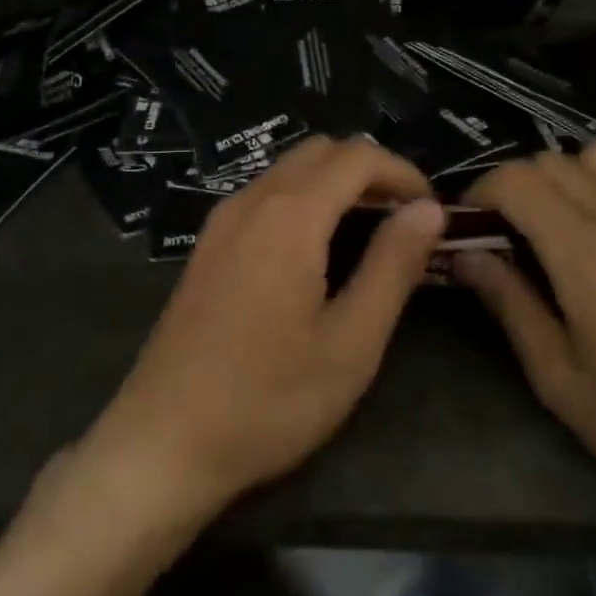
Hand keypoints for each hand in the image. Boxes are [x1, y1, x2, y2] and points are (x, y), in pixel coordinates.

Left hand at [86, 136, 446, 522]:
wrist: (163, 442)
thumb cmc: (268, 399)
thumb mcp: (350, 342)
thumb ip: (392, 265)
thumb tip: (427, 209)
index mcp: (289, 216)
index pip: (357, 156)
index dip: (403, 172)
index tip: (431, 211)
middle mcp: (250, 202)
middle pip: (319, 152)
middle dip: (369, 172)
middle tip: (403, 222)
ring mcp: (220, 223)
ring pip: (287, 171)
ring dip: (334, 185)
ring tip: (368, 236)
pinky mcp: (206, 248)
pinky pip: (263, 197)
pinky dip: (302, 202)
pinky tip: (315, 254)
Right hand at [456, 143, 595, 528]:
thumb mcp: (561, 380)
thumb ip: (510, 306)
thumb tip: (465, 255)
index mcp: (586, 253)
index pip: (516, 180)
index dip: (478, 193)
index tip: (465, 229)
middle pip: (550, 160)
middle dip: (511, 186)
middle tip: (500, 235)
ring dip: (560, 178)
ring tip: (551, 229)